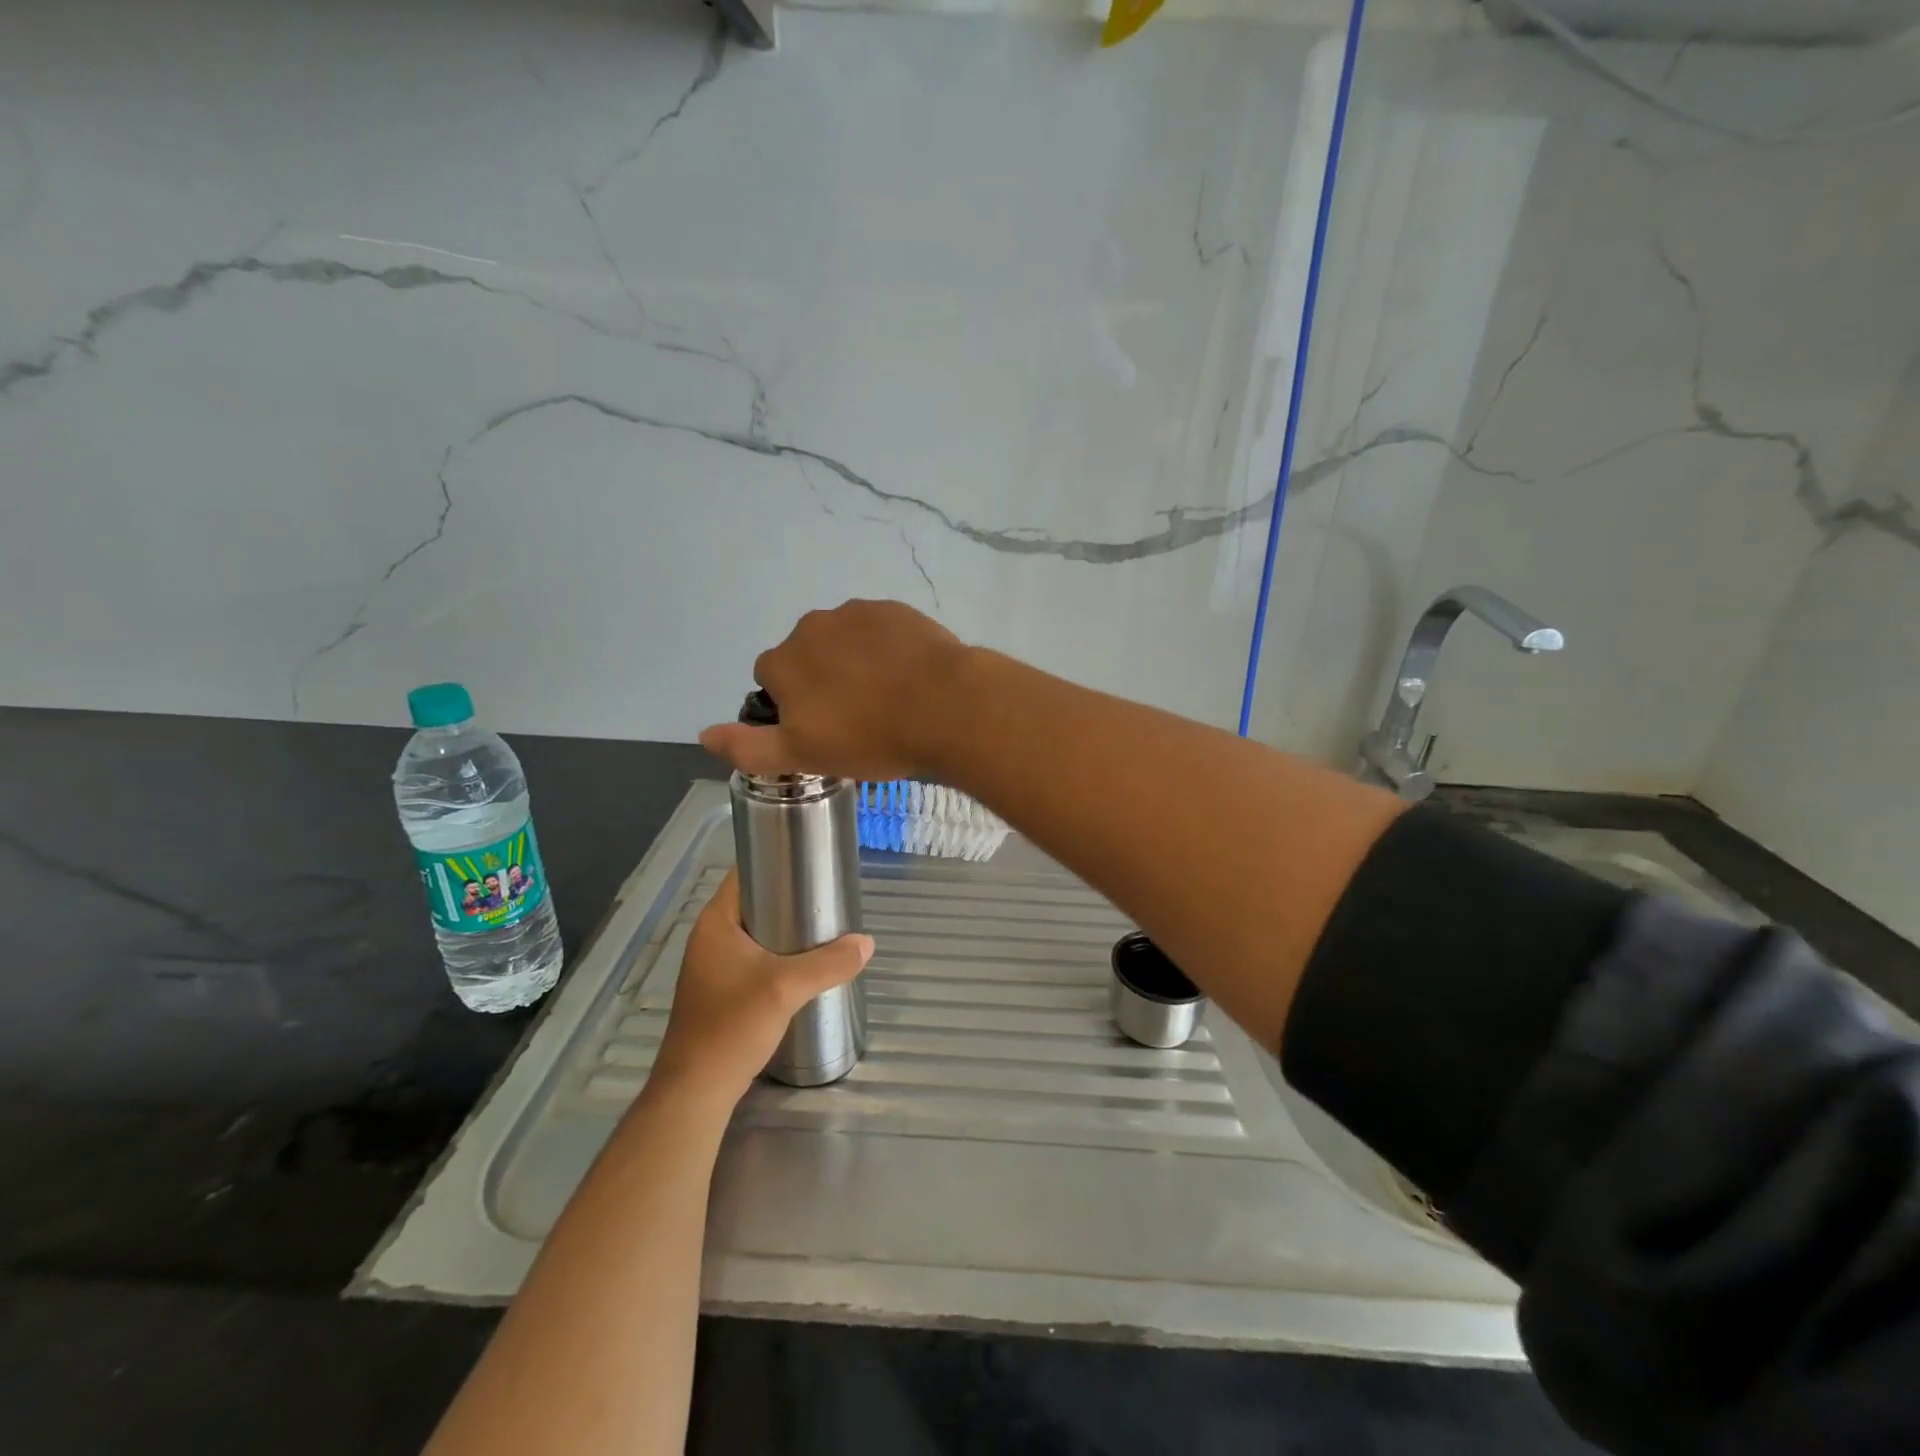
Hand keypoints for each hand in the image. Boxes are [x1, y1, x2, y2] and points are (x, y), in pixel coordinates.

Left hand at [646, 871, 873, 1109]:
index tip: (812, 862)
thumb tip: (866, 943)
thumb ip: (829, 963)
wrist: (697, 1091)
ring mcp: (713, 965)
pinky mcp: (721, 990)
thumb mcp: (786, 988)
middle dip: (791, 897)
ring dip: (787, 929)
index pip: (745, 872)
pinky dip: (779, 954)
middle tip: (827, 898)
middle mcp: (710, 937)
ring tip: (824, 928)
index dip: (776, 860)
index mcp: (715, 922)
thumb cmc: (733, 1026)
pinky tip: (805, 965)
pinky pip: (755, 957)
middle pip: (755, 902)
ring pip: (757, 932)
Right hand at [699, 599, 969, 780]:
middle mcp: (812, 627)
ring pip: (843, 641)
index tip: (824, 730)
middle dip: (823, 680)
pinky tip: (909, 675)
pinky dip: (886, 649)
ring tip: (888, 697)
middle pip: (807, 656)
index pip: (771, 680)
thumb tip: (704, 734)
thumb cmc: (870, 737)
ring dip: (854, 662)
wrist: (946, 707)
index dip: (793, 706)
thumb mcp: (803, 756)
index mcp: (783, 662)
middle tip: (858, 716)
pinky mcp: (896, 609)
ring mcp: (857, 613)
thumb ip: (749, 747)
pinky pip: (879, 630)